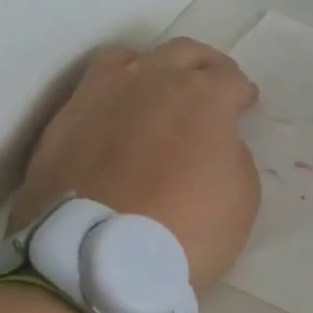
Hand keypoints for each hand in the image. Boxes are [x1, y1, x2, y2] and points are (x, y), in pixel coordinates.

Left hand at [11, 39, 261, 292]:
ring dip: (156, 69)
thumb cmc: (185, 231)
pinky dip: (115, 92)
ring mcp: (105, 93)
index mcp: (204, 96)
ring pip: (135, 57)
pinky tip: (117, 113)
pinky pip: (95, 85)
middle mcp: (154, 79)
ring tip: (158, 91)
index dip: (243, 94)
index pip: (233, 80)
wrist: (96, 259)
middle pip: (187, 53)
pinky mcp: (66, 116)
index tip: (245, 106)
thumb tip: (217, 143)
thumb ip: (234, 156)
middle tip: (212, 87)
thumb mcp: (242, 199)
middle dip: (206, 67)